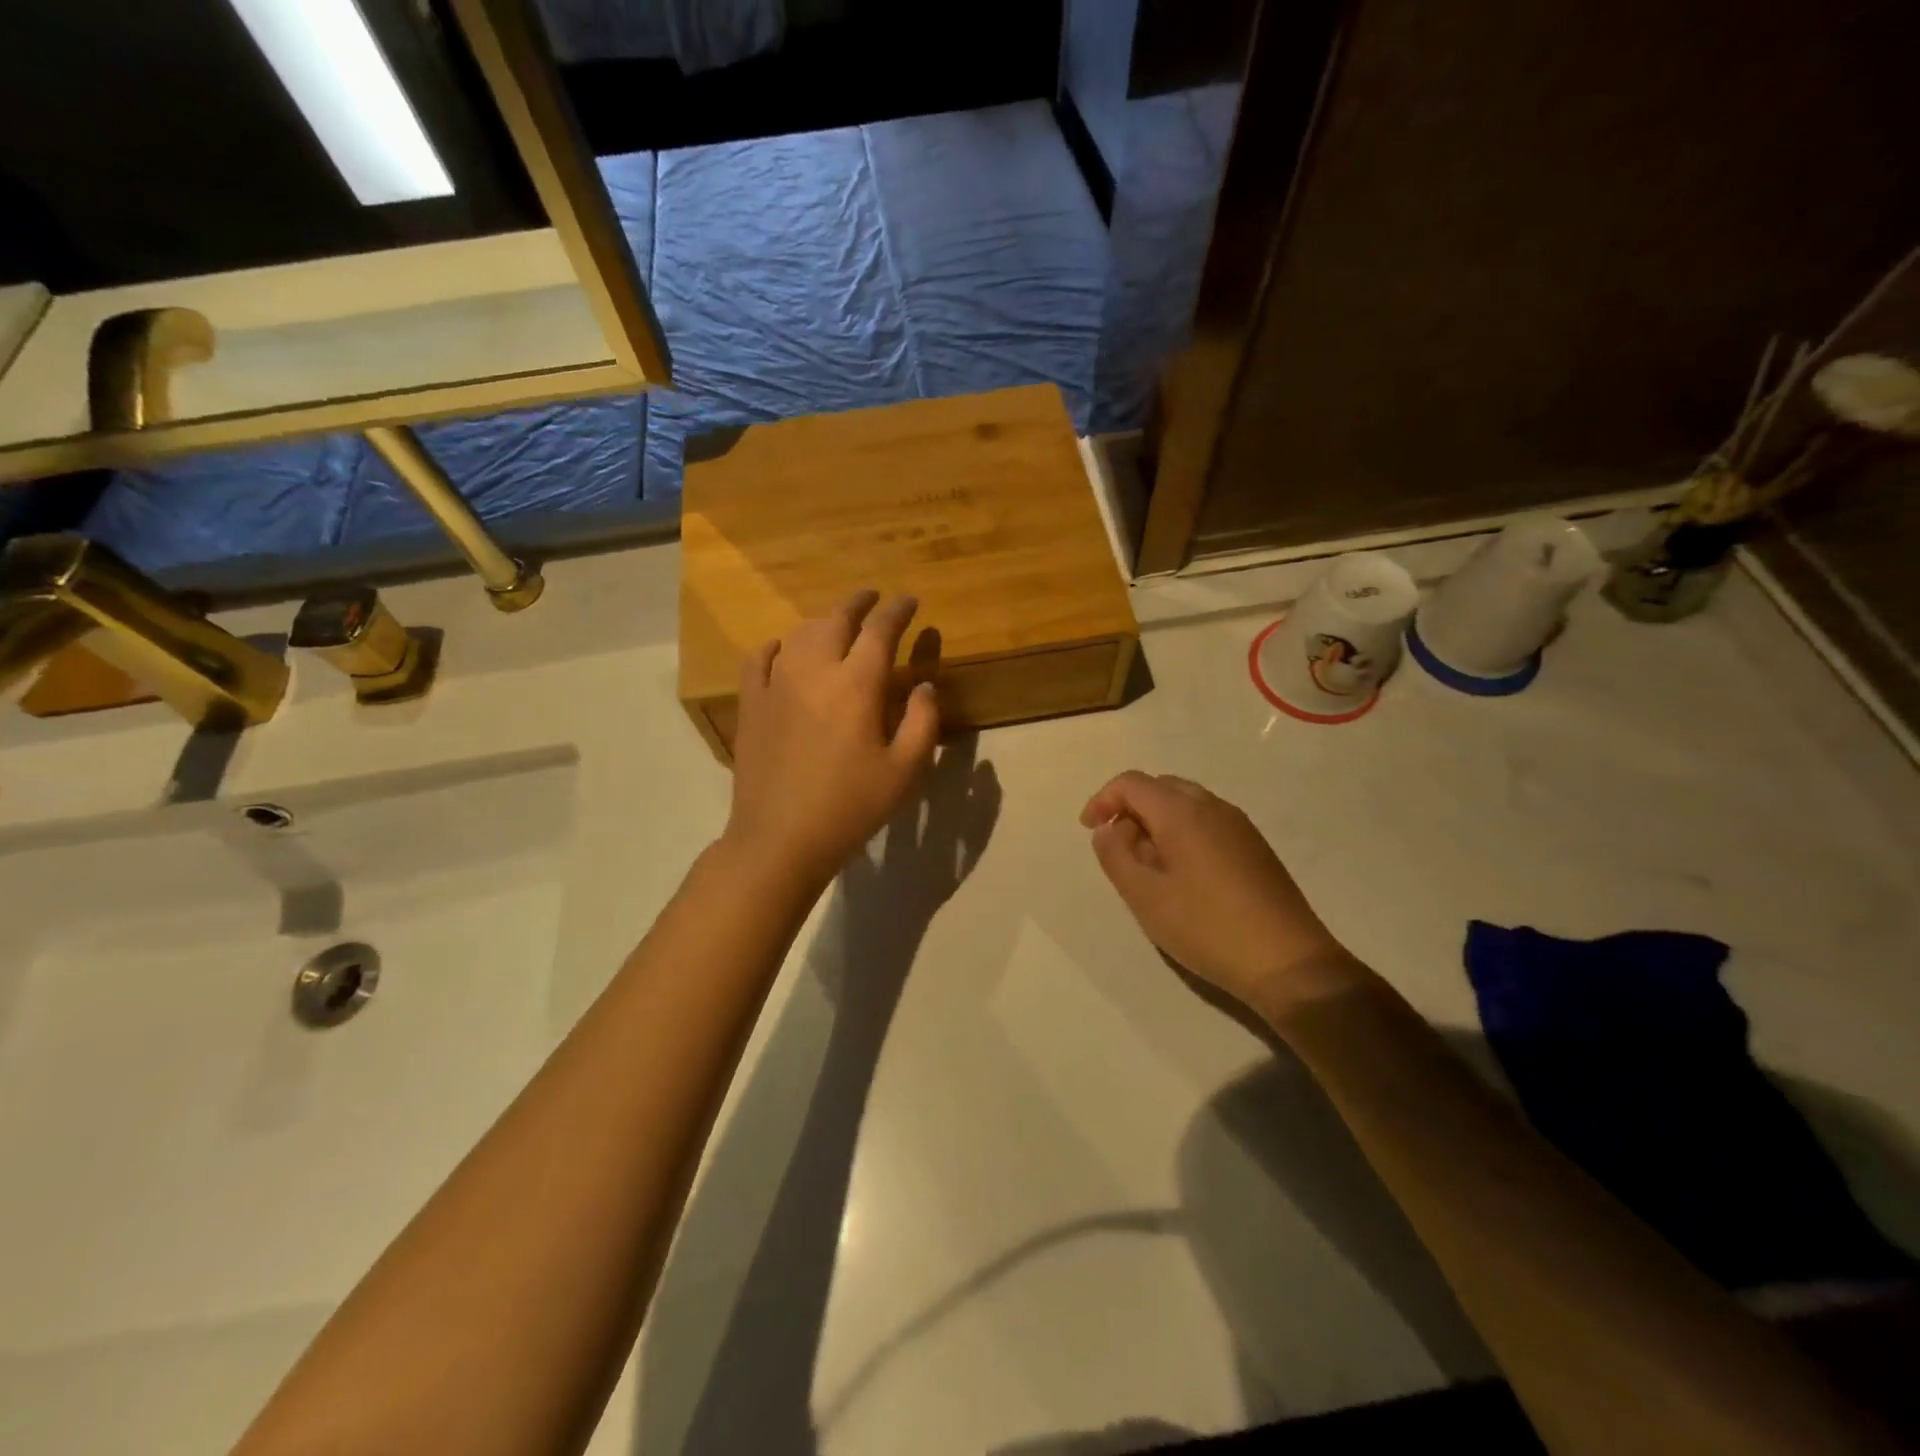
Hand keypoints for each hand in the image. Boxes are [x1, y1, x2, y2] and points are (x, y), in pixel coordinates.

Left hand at [722, 590, 940, 889]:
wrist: (780, 838)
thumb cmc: (851, 807)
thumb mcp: (905, 771)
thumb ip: (923, 721)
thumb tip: (925, 684)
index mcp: (856, 684)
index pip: (880, 630)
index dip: (898, 610)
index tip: (910, 601)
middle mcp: (814, 671)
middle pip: (836, 619)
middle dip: (859, 603)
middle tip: (874, 598)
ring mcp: (776, 684)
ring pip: (800, 633)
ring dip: (823, 621)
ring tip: (837, 624)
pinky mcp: (750, 704)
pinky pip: (759, 659)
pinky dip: (777, 646)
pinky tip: (783, 649)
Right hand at [1080, 772, 1362, 1020]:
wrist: (1288, 962)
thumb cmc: (1206, 927)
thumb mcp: (1144, 895)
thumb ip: (1115, 855)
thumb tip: (1108, 829)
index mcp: (1182, 811)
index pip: (1132, 783)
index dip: (1103, 800)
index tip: (1089, 830)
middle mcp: (1212, 806)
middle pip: (1160, 788)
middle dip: (1131, 809)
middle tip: (1117, 848)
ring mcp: (1239, 825)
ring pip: (1186, 804)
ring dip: (1157, 823)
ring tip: (1147, 866)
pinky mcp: (1255, 847)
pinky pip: (1207, 823)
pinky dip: (1182, 833)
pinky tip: (1182, 876)